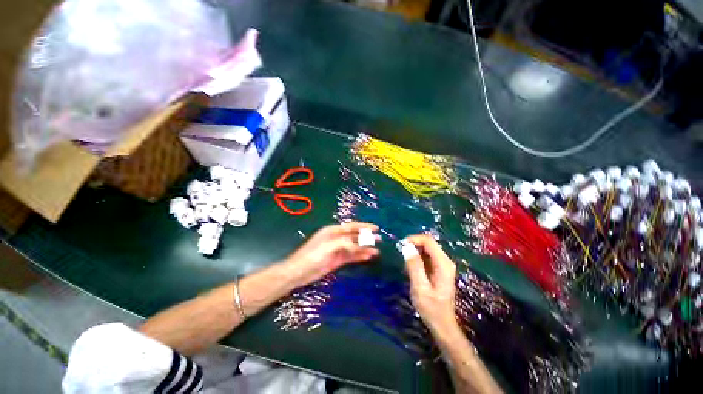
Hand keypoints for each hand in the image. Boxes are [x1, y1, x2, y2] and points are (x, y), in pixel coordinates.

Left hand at [282, 222, 379, 288]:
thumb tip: (359, 246)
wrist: (299, 272)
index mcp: (333, 231)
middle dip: (366, 237)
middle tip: (379, 239)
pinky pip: (351, 256)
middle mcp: (336, 238)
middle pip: (354, 236)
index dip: (364, 226)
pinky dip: (359, 256)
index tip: (376, 228)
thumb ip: (345, 244)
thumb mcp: (329, 247)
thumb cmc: (312, 256)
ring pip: (354, 247)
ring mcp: (337, 249)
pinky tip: (368, 256)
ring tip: (376, 250)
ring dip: (365, 248)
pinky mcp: (337, 260)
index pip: (352, 226)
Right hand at [404, 235, 457, 333]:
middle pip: (428, 243)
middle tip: (400, 254)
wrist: (442, 324)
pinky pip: (426, 256)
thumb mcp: (420, 288)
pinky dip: (416, 258)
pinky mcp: (438, 269)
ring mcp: (442, 265)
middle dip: (413, 245)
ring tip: (405, 264)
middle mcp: (445, 261)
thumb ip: (414, 266)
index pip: (428, 241)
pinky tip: (410, 269)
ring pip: (426, 249)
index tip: (400, 245)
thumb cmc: (431, 308)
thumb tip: (406, 247)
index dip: (413, 239)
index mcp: (443, 264)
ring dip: (414, 252)